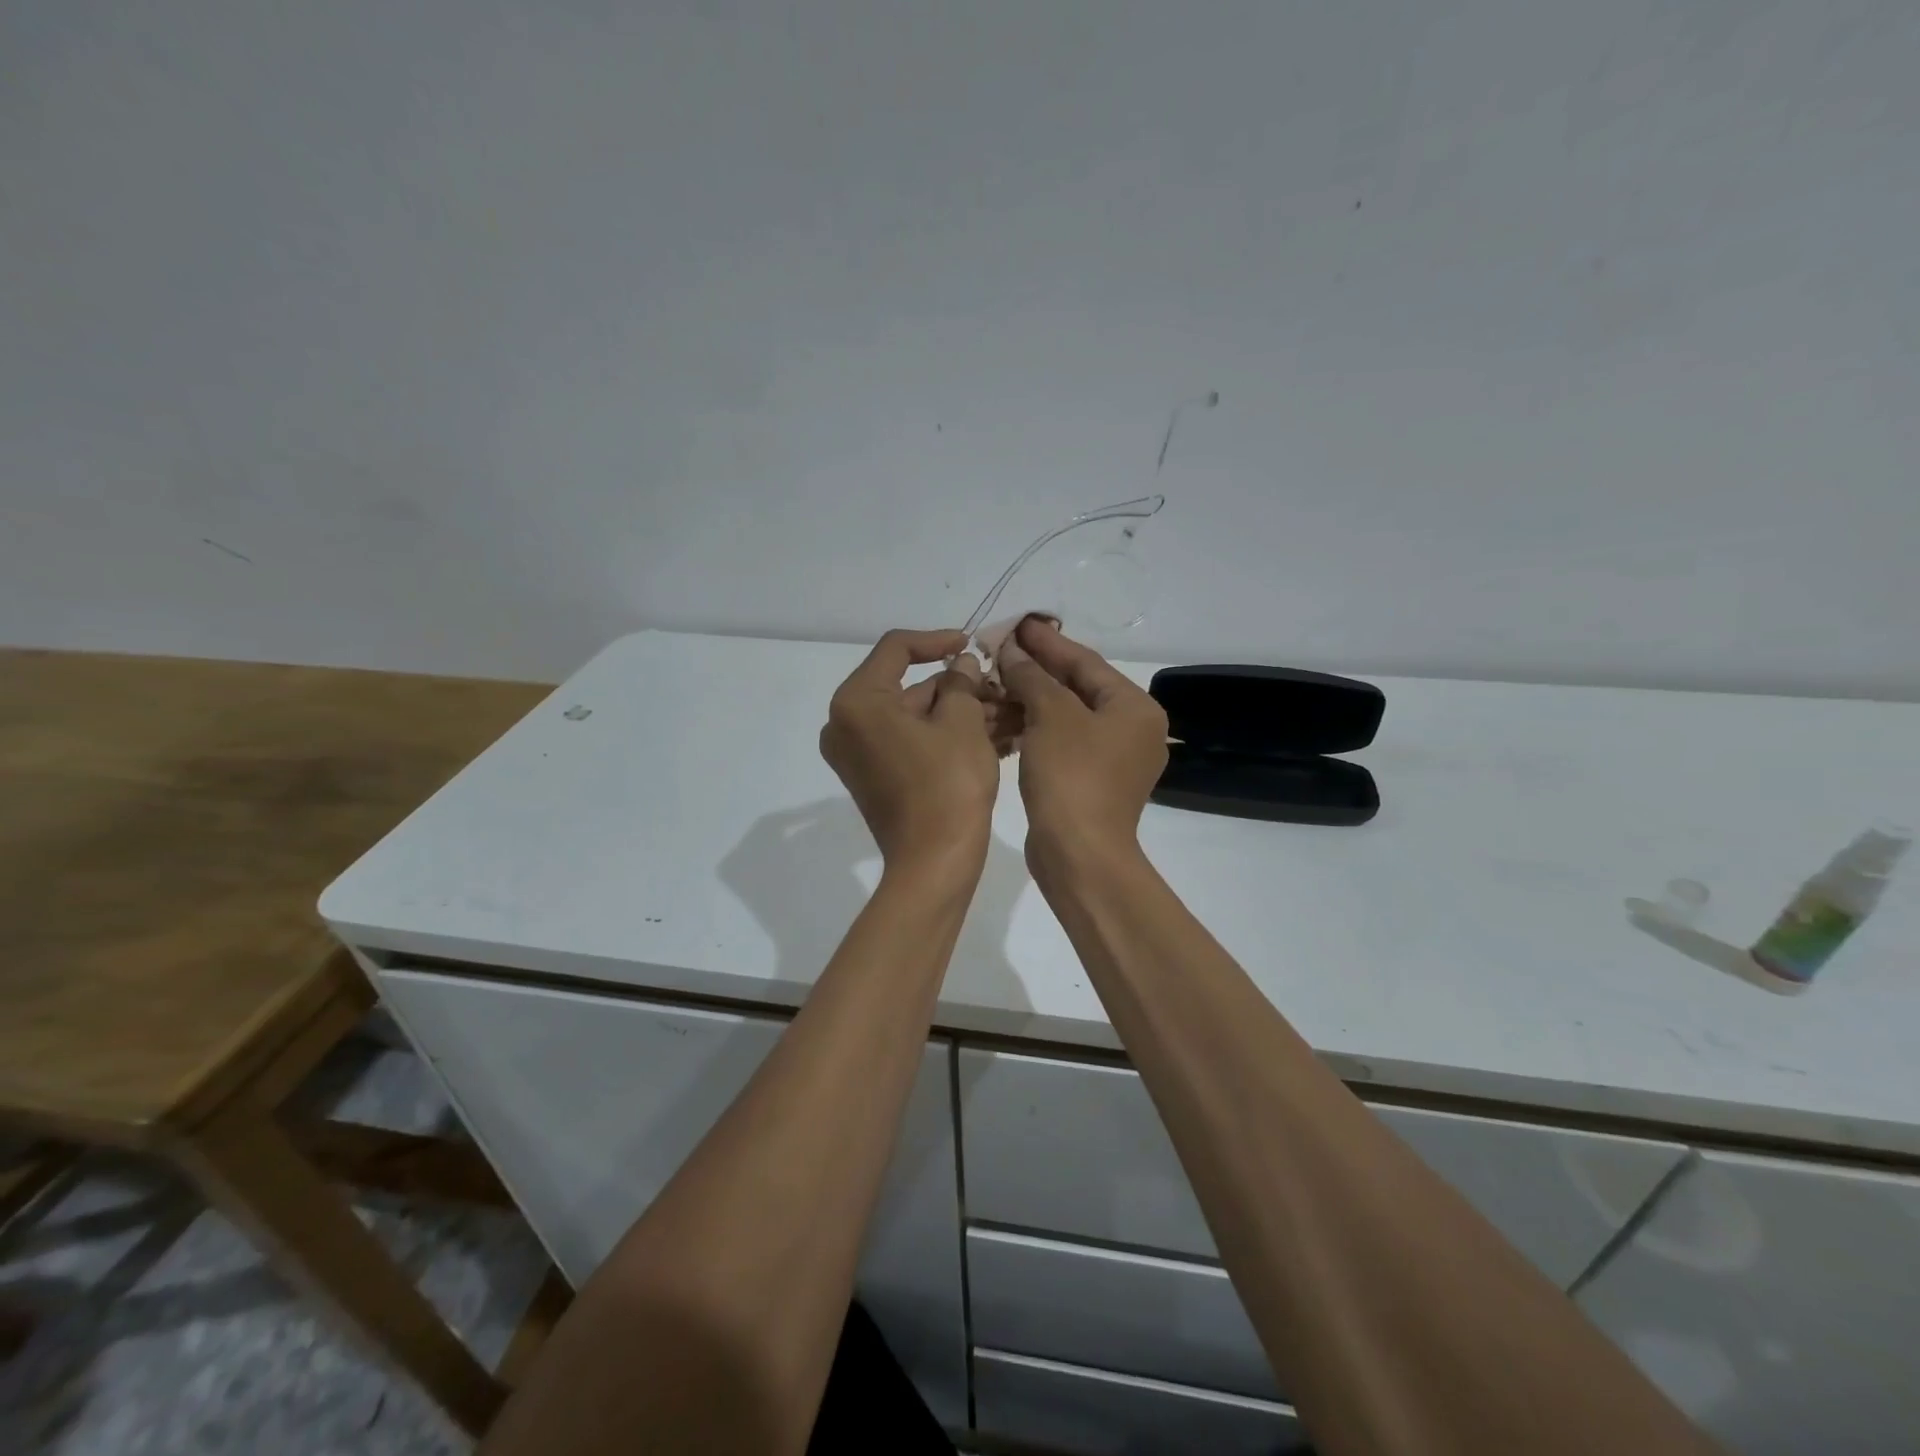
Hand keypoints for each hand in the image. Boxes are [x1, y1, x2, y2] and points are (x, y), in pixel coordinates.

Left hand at [820, 629, 1000, 877]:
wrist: (934, 863)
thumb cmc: (948, 785)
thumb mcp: (962, 723)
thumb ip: (960, 683)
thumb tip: (961, 665)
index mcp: (857, 702)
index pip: (896, 649)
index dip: (937, 640)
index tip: (971, 643)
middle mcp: (845, 724)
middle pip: (906, 687)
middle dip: (956, 687)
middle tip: (997, 687)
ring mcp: (857, 754)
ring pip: (913, 717)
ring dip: (956, 713)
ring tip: (1004, 713)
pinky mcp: (872, 777)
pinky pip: (909, 742)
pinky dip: (943, 736)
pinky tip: (988, 735)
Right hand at [996, 616, 1168, 862]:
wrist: (1079, 855)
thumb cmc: (1072, 777)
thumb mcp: (1051, 716)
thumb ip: (1032, 676)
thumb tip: (1013, 650)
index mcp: (1134, 708)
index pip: (1085, 662)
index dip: (1047, 642)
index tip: (1017, 624)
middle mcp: (1131, 729)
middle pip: (1077, 688)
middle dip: (1036, 670)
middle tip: (1000, 649)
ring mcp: (1113, 759)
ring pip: (1066, 716)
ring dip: (1030, 700)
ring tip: (993, 682)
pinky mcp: (1091, 781)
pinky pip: (1061, 742)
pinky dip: (1034, 729)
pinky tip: (1003, 718)